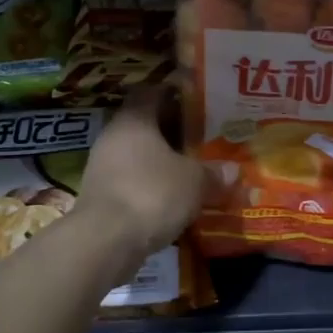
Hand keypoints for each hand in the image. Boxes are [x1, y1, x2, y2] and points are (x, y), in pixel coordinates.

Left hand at [77, 88, 205, 256]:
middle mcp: (113, 136)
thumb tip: (231, 170)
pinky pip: (132, 180)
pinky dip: (151, 184)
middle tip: (203, 137)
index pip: (152, 91)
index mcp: (134, 119)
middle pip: (145, 124)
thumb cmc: (152, 193)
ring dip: (161, 160)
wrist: (105, 241)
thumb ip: (213, 173)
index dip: (175, 93)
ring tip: (192, 169)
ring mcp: (102, 166)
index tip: (199, 101)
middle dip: (173, 131)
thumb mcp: (194, 181)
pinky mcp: (100, 195)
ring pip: (138, 154)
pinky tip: (172, 197)